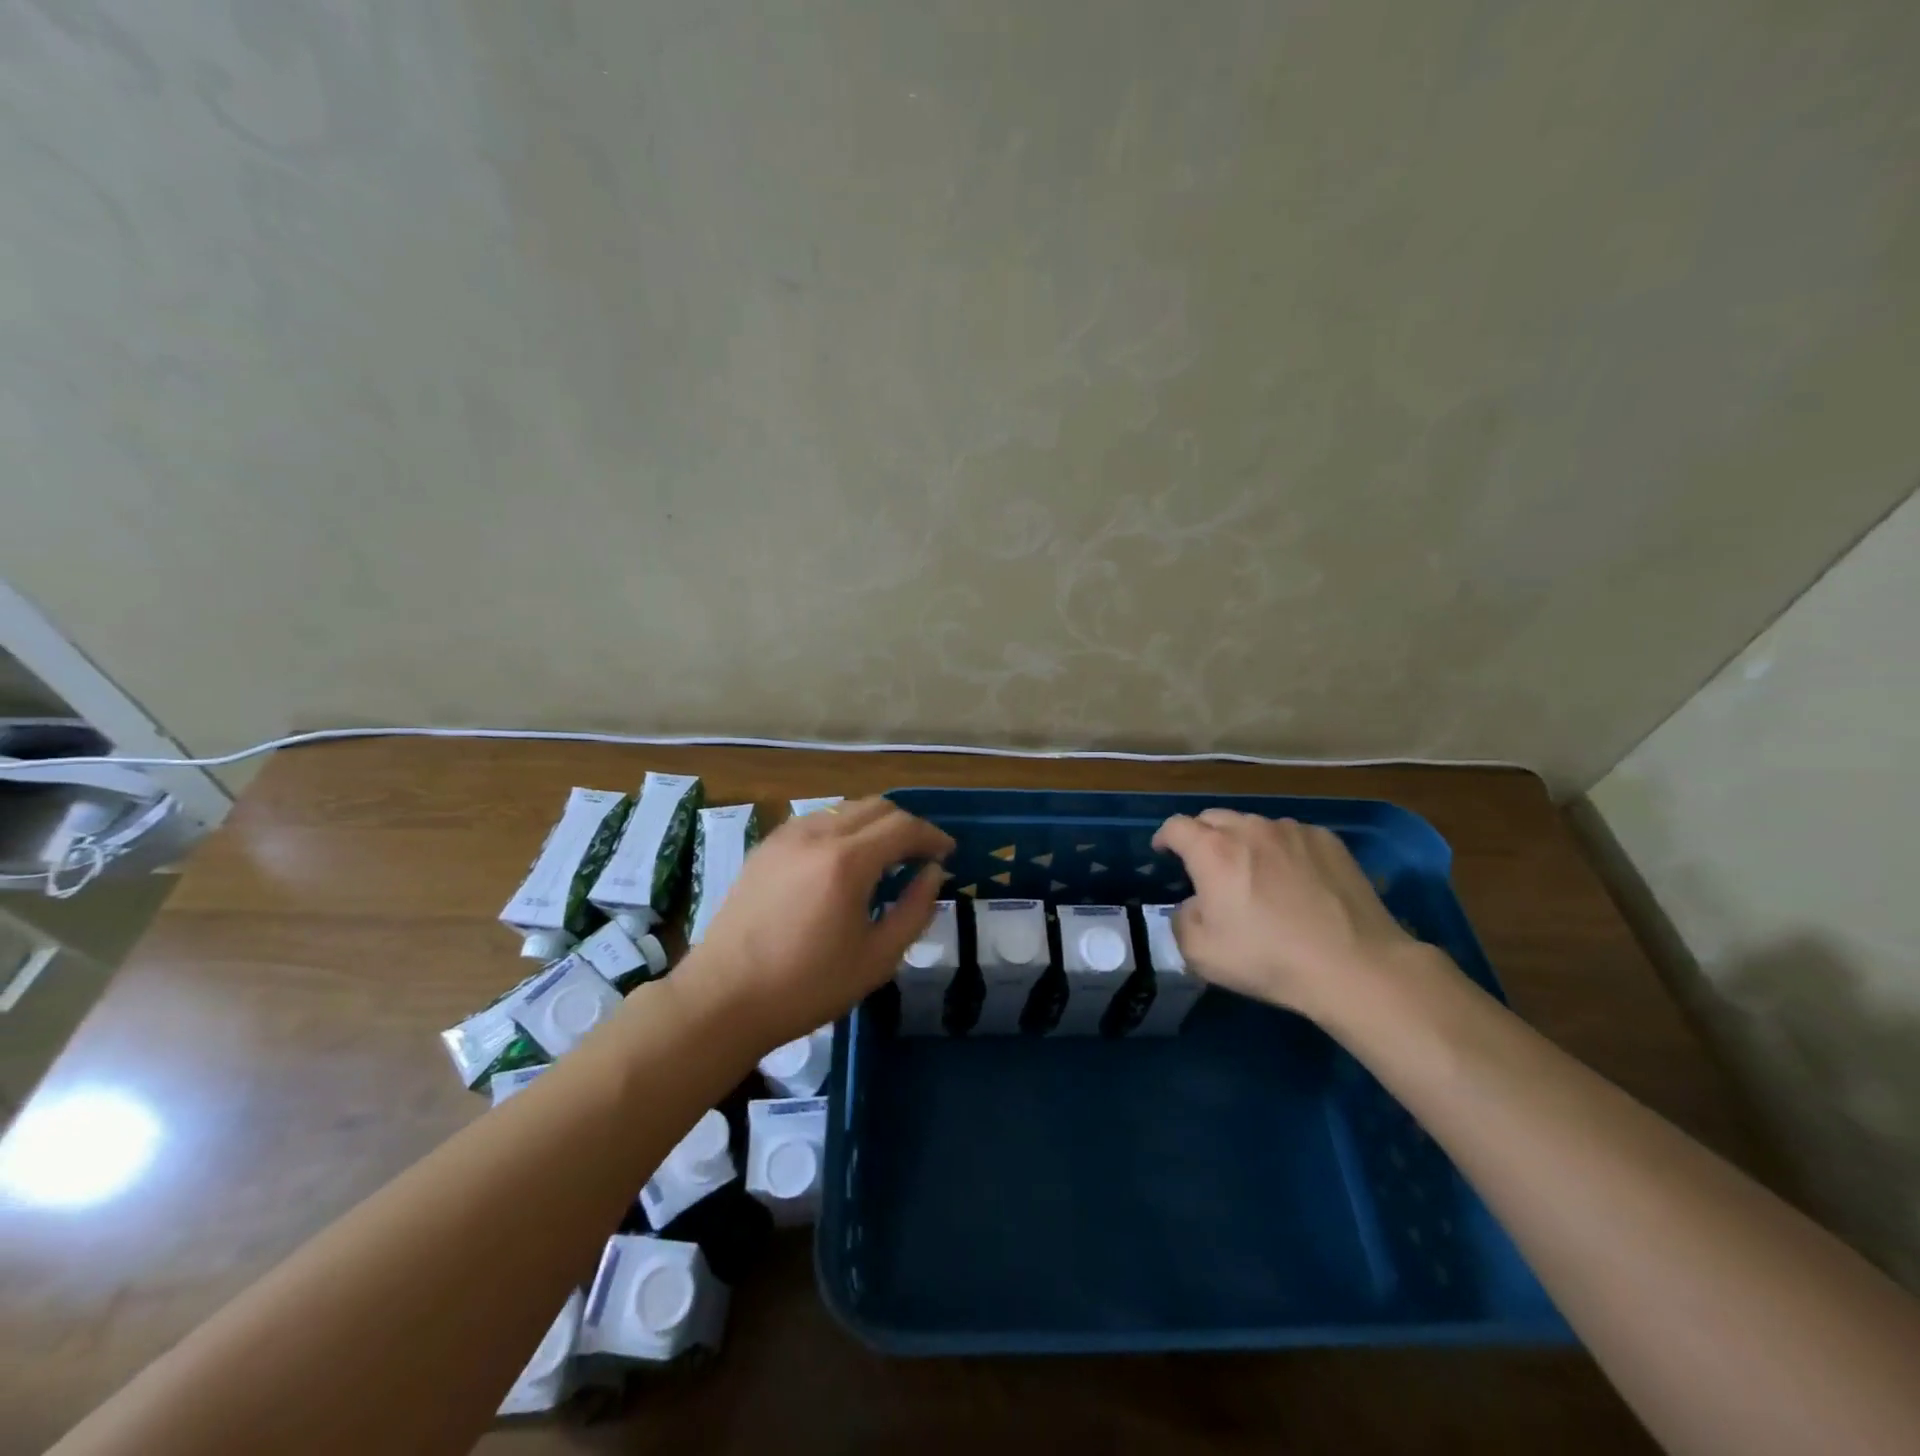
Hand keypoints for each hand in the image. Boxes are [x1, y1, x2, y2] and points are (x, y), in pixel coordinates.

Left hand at [677, 797, 953, 1051]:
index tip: (948, 853)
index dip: (932, 836)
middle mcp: (817, 834)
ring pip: (844, 808)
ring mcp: (786, 837)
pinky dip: (842, 828)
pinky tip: (843, 860)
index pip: (904, 826)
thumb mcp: (877, 958)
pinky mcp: (765, 847)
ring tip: (885, 856)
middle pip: (876, 806)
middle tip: (921, 855)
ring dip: (874, 823)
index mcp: (847, 861)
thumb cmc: (807, 986)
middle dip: (906, 825)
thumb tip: (933, 874)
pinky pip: (816, 820)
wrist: (723, 998)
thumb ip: (914, 910)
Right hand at [1151, 809, 1429, 1023]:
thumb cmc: (1268, 959)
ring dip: (1244, 842)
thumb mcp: (1200, 954)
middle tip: (1206, 866)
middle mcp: (1250, 829)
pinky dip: (1282, 850)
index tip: (1163, 853)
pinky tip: (1296, 880)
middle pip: (1213, 818)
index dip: (1164, 837)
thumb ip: (1182, 920)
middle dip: (1202, 836)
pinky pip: (1292, 836)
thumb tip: (1193, 904)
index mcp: (1213, 851)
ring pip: (1254, 825)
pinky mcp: (1328, 841)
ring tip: (1255, 872)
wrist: (1354, 966)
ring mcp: (1292, 831)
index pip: (1176, 826)